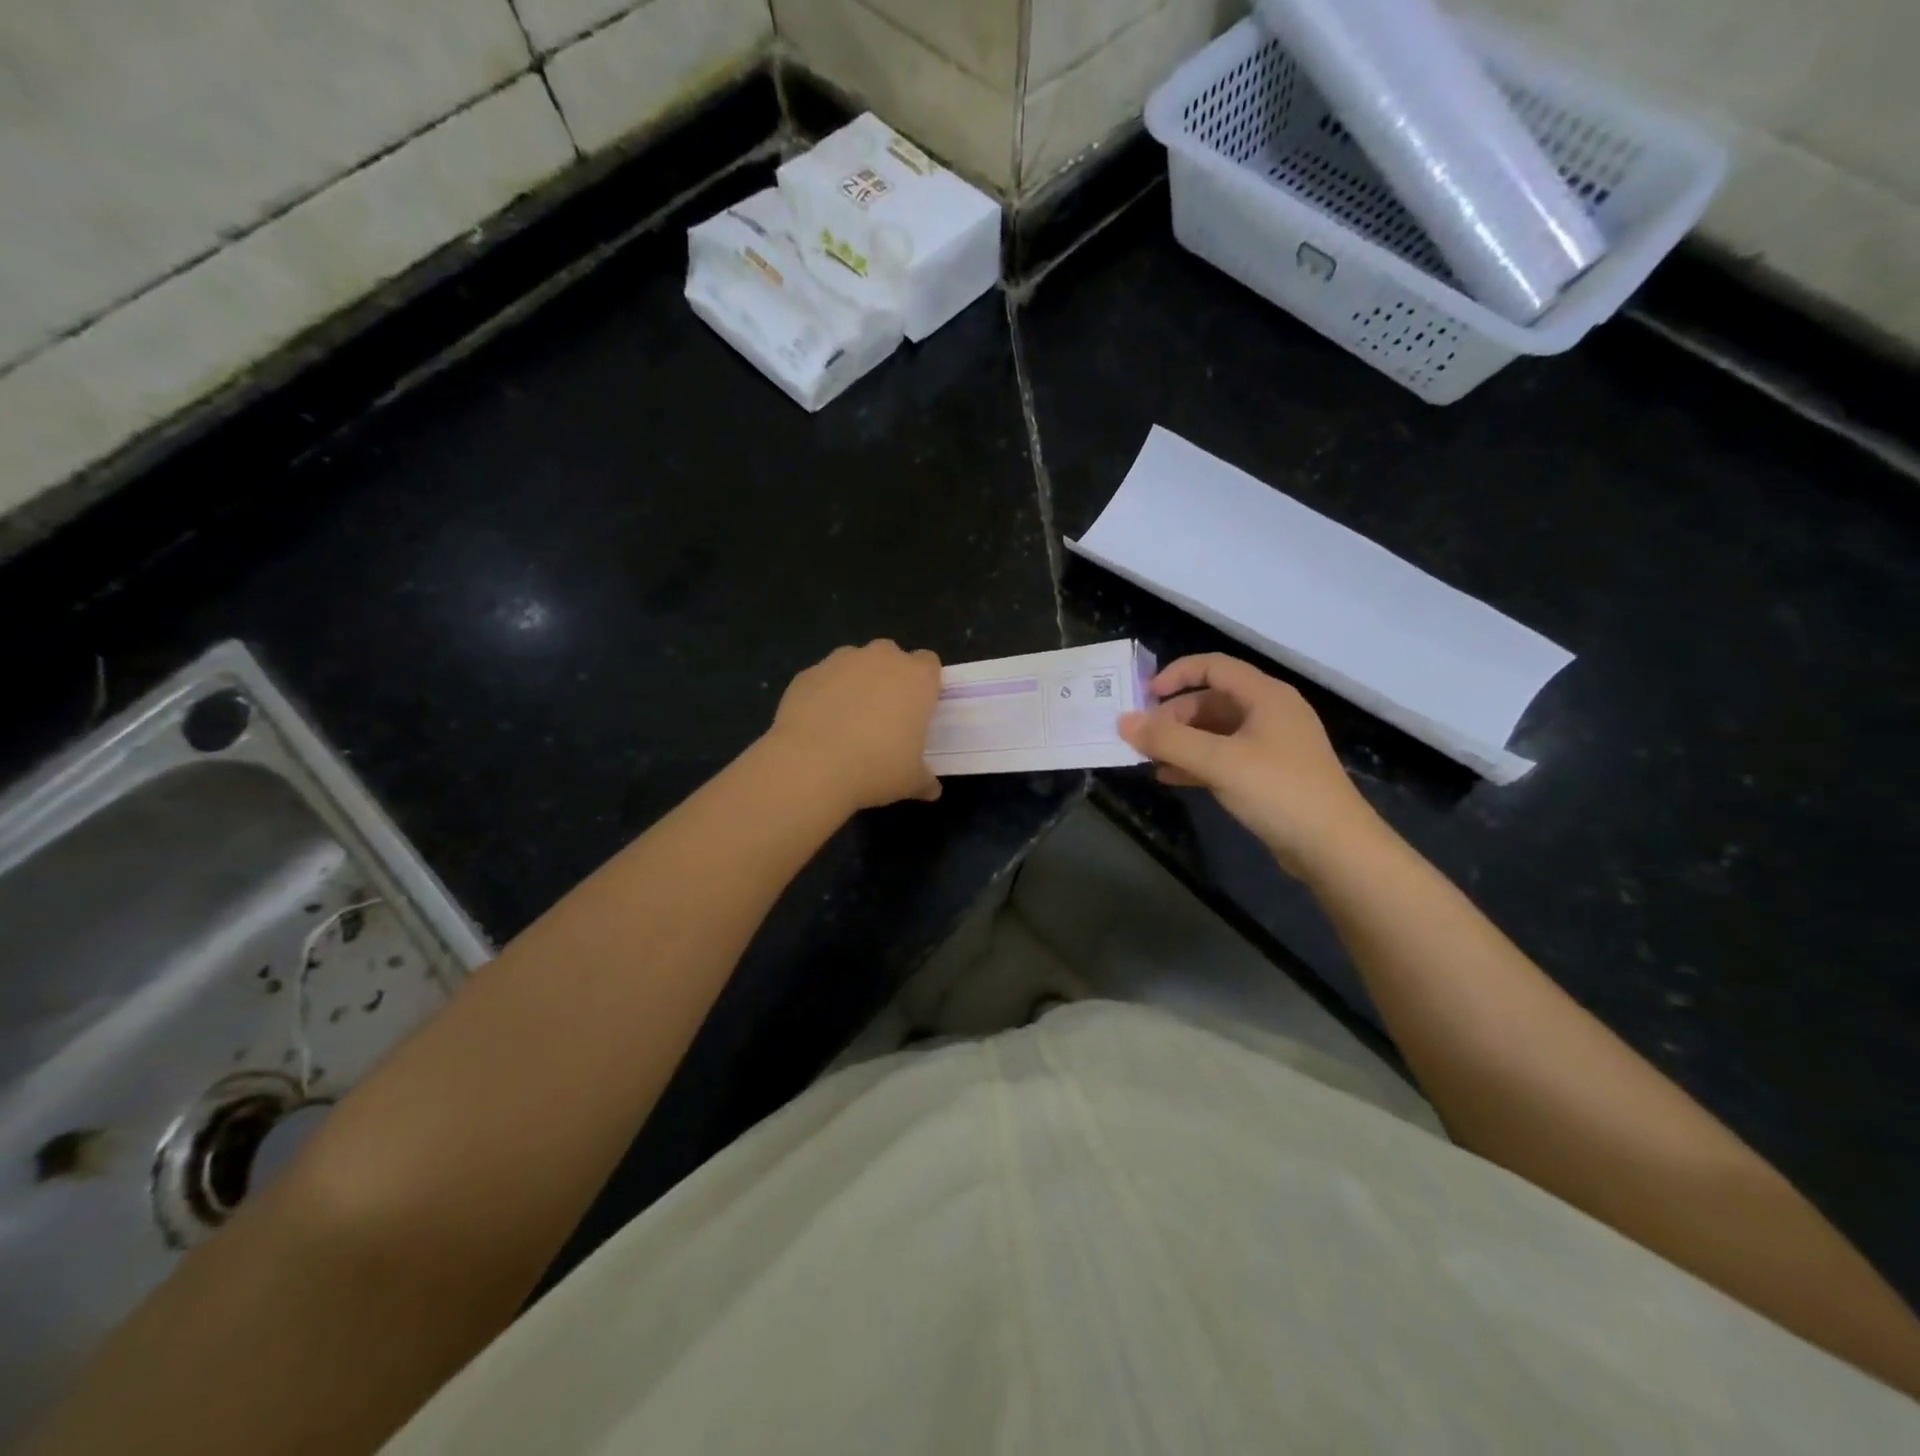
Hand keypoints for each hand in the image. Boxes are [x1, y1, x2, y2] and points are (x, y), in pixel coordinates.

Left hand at [767, 640, 943, 811]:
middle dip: (888, 677)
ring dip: (855, 682)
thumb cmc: (876, 768)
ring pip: (854, 663)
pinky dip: (824, 694)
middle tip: (884, 714)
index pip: (929, 663)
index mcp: (916, 678)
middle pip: (891, 655)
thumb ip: (925, 780)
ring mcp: (840, 661)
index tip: (919, 707)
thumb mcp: (910, 781)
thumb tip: (931, 790)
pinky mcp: (807, 673)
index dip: (925, 683)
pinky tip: (818, 725)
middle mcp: (881, 658)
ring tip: (848, 720)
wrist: (811, 764)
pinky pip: (823, 679)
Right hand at [1118, 654, 1379, 878]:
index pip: (1214, 667)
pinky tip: (1170, 777)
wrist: (1333, 848)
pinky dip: (1196, 763)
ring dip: (1181, 742)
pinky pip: (1224, 757)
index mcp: (1265, 696)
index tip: (1144, 696)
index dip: (1176, 674)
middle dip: (1173, 717)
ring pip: (1215, 731)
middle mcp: (1270, 713)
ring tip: (1148, 759)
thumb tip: (1123, 722)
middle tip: (1142, 738)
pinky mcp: (1269, 774)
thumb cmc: (1278, 791)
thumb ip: (1168, 740)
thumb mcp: (1218, 761)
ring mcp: (1271, 745)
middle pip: (1211, 700)